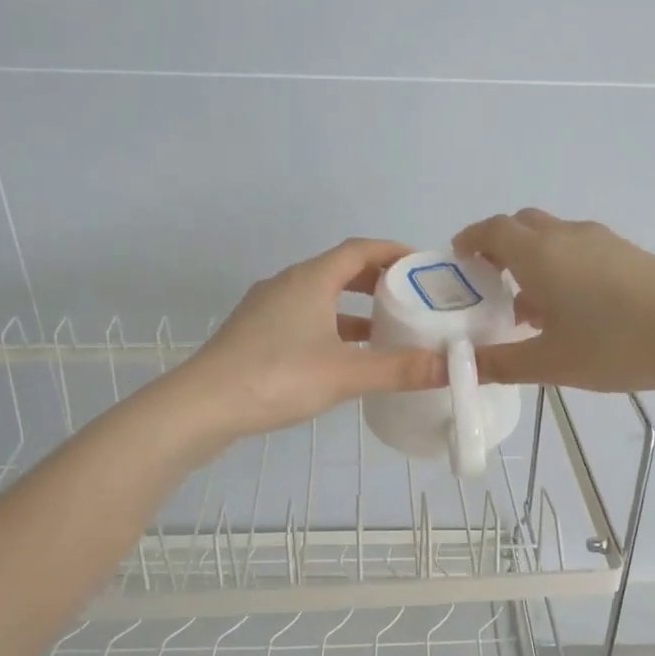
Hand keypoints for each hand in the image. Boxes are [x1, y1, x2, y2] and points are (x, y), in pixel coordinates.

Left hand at [170, 238, 444, 439]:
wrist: (202, 406)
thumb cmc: (277, 377)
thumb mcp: (345, 374)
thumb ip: (399, 369)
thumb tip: (452, 367)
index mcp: (310, 279)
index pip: (360, 249)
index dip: (394, 252)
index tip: (423, 266)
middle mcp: (287, 284)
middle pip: (340, 270)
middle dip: (377, 282)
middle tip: (411, 299)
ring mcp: (266, 309)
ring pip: (320, 298)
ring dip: (353, 308)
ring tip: (386, 330)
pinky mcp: (254, 334)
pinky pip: (304, 319)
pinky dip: (331, 328)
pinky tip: (344, 358)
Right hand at [453, 210, 654, 391]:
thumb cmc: (617, 344)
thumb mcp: (551, 363)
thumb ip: (500, 363)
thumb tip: (458, 366)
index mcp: (539, 254)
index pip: (491, 230)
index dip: (469, 240)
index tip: (457, 261)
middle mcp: (566, 236)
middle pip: (521, 225)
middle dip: (498, 248)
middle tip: (490, 285)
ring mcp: (602, 240)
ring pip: (552, 236)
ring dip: (531, 259)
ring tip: (529, 306)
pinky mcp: (628, 252)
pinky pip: (579, 248)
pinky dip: (560, 265)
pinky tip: (573, 310)